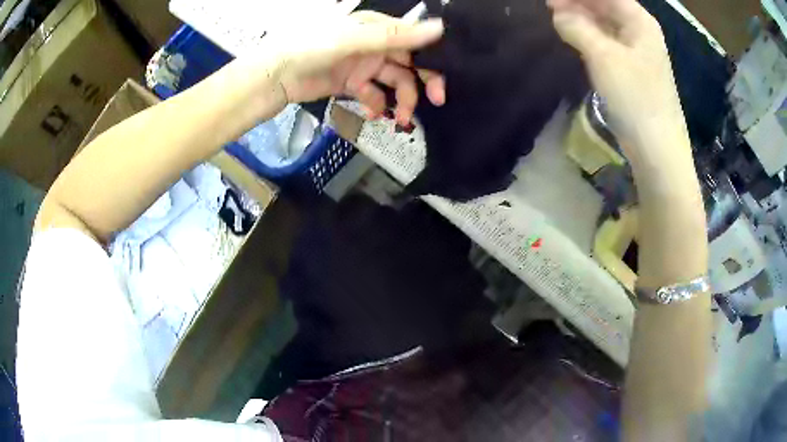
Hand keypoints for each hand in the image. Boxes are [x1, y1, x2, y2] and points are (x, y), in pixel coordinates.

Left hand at [267, 7, 446, 125]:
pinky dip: (376, 104)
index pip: (415, 41)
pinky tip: (372, 113)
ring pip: (394, 82)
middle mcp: (374, 44)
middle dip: (422, 82)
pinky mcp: (351, 84)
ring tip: (400, 119)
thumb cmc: (310, 48)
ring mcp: (362, 65)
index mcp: (377, 28)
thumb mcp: (353, 39)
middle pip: (409, 63)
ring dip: (401, 100)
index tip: (443, 82)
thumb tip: (440, 27)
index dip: (433, 59)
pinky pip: (373, 94)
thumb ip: (395, 36)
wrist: (273, 77)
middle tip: (435, 102)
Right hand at [548, 0, 687, 151]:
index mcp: (638, 20)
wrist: (657, 150)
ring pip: (605, 23)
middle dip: (577, 3)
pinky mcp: (632, 69)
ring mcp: (637, 50)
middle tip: (548, 6)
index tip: (550, 0)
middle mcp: (640, 30)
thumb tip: (558, 13)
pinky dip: (590, 36)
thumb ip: (576, 27)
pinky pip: (608, 41)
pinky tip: (575, 37)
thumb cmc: (635, 98)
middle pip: (605, 4)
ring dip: (582, 18)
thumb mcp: (602, 56)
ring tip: (557, 19)